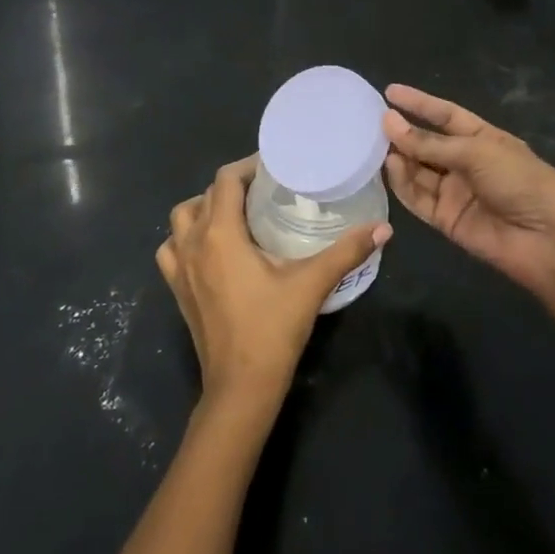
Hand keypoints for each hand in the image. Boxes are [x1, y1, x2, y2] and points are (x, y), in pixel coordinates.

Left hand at [157, 157, 389, 417]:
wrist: (240, 387)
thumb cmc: (272, 329)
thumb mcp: (311, 284)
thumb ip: (346, 251)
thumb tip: (383, 228)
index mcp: (220, 233)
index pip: (226, 179)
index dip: (247, 166)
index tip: (273, 167)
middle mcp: (192, 242)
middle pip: (206, 195)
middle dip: (233, 186)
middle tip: (265, 190)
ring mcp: (178, 267)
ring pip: (182, 217)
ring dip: (204, 207)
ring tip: (235, 214)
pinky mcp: (176, 289)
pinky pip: (170, 248)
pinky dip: (184, 238)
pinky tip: (208, 248)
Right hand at [382, 83, 554, 295]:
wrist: (547, 238)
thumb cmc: (519, 180)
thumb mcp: (476, 151)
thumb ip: (430, 142)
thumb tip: (389, 123)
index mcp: (482, 138)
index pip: (444, 115)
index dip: (419, 103)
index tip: (390, 92)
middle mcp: (466, 163)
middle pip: (427, 144)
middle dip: (402, 132)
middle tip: (372, 122)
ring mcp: (455, 192)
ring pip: (418, 171)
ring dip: (399, 158)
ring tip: (377, 145)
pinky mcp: (445, 219)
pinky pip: (418, 198)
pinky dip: (402, 184)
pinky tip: (390, 168)